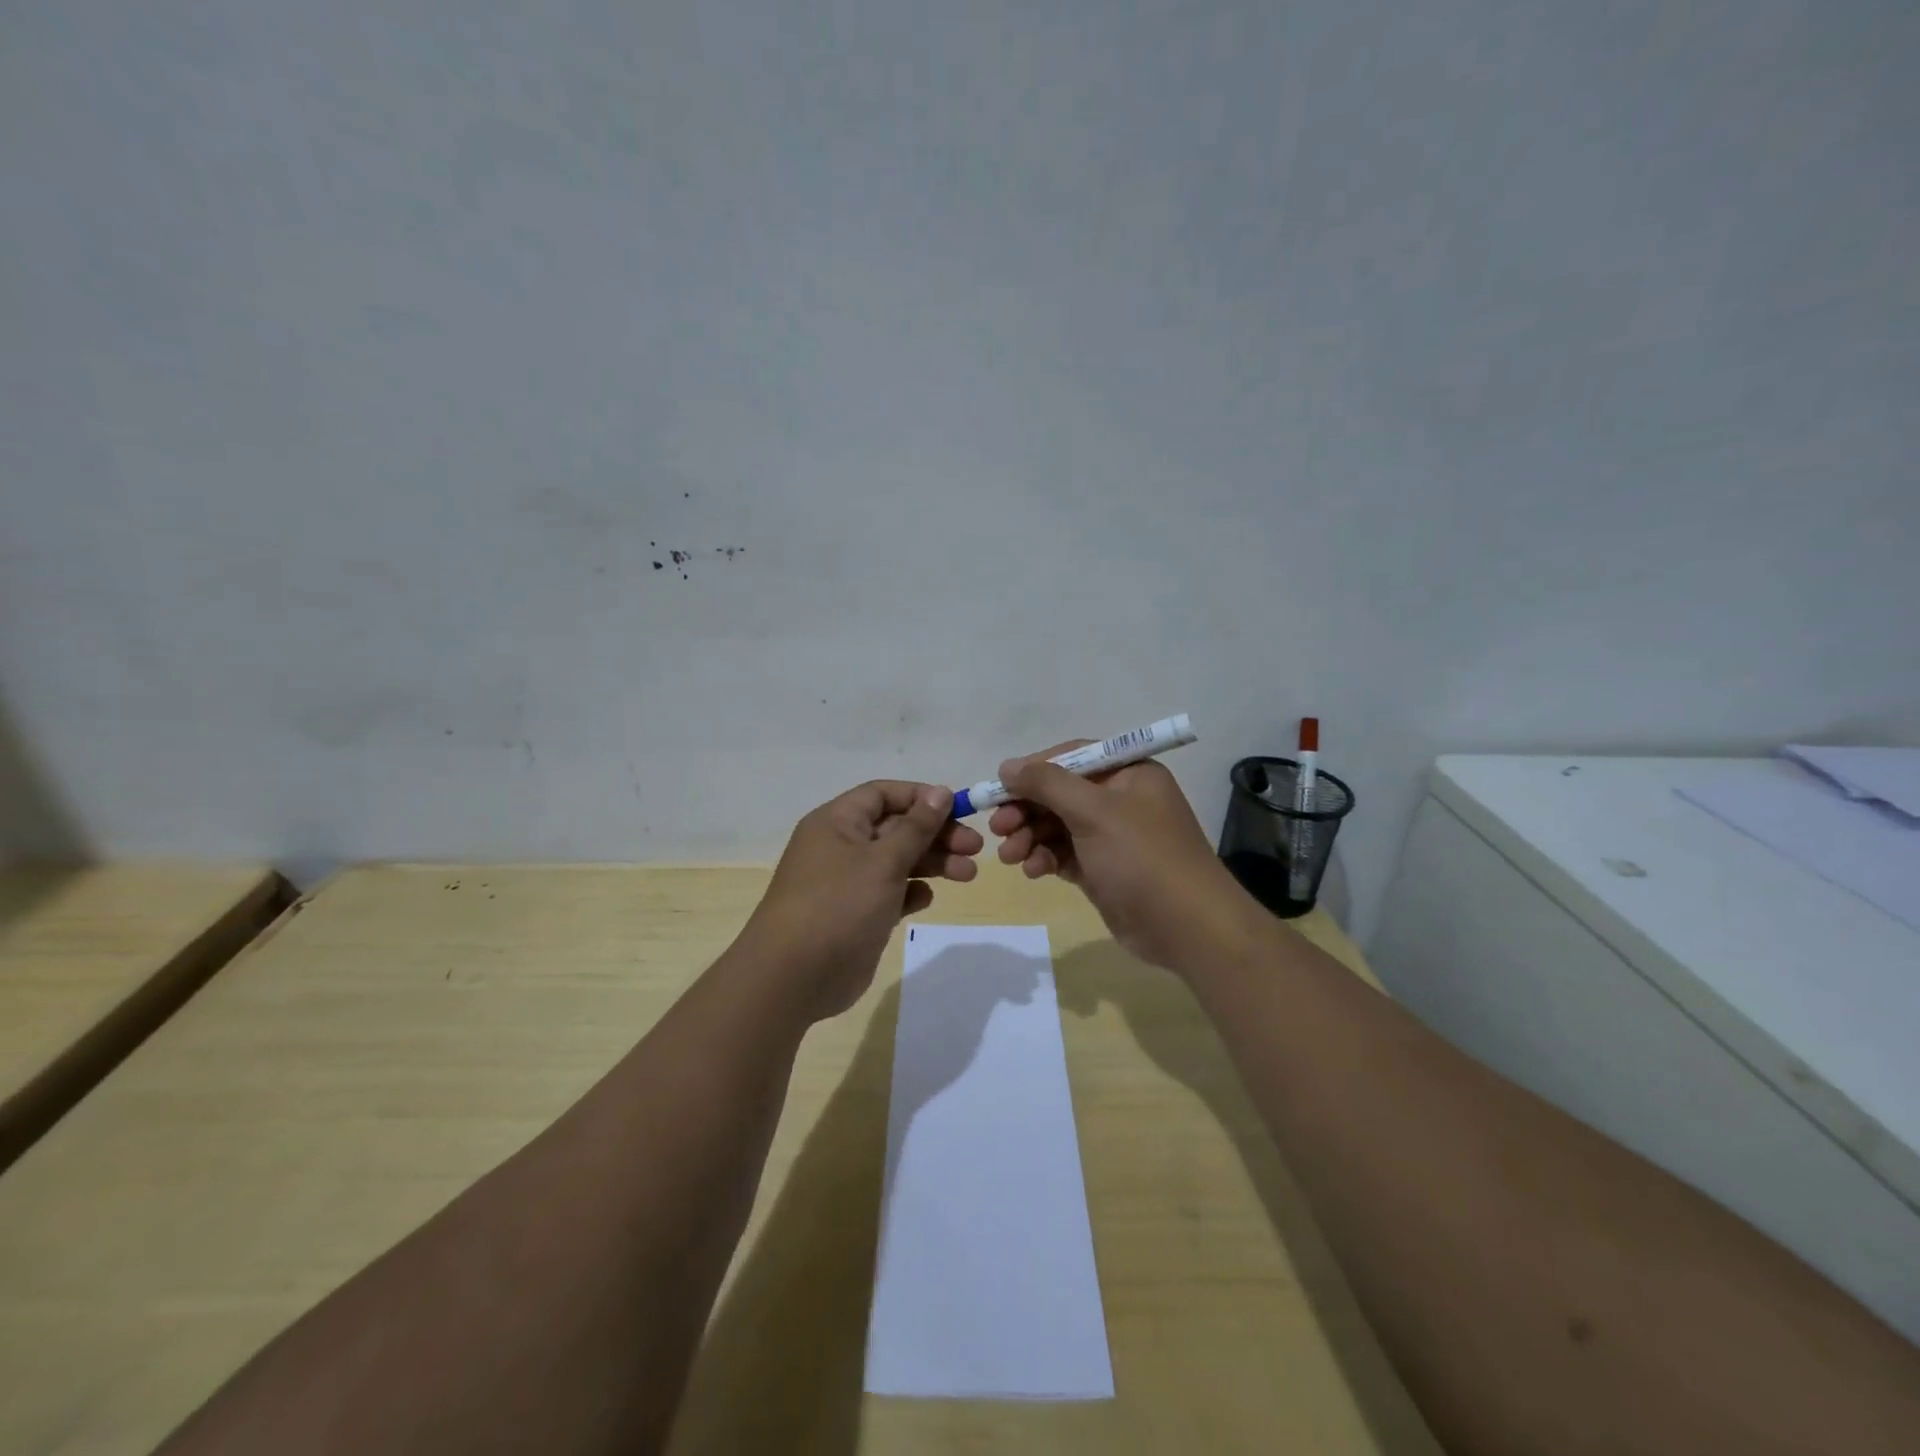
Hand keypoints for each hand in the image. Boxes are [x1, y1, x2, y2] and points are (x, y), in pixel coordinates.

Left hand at [740, 781, 983, 1018]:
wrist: (794, 976)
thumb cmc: (839, 904)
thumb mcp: (883, 860)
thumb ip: (916, 827)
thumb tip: (941, 792)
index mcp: (837, 822)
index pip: (883, 795)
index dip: (921, 798)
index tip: (958, 810)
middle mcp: (841, 846)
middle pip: (896, 828)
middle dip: (936, 834)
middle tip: (975, 848)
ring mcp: (848, 882)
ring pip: (897, 861)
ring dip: (932, 863)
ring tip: (968, 874)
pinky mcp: (856, 914)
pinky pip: (890, 893)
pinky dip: (910, 892)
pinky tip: (926, 899)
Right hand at [990, 742, 1248, 972]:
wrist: (1187, 927)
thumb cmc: (1142, 857)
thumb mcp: (1094, 811)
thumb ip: (1047, 784)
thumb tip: (1007, 766)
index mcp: (1128, 773)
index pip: (1071, 757)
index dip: (1033, 770)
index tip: (999, 787)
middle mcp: (1120, 799)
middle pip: (1059, 793)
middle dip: (1026, 810)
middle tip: (998, 828)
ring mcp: (1111, 836)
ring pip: (1057, 826)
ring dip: (1030, 837)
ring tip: (1010, 856)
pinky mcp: (1102, 869)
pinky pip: (1064, 854)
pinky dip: (1045, 859)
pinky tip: (1032, 871)